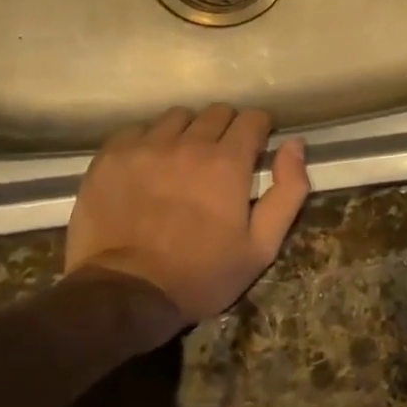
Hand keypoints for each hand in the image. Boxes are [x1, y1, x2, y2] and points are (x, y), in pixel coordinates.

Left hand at [65, 104, 311, 325]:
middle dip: (227, 130)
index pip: (252, 118)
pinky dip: (150, 141)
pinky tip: (149, 167)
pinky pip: (138, 130)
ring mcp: (145, 147)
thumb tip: (295, 144)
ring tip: (183, 161)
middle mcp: (188, 144)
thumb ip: (288, 191)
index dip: (260, 130)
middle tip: (221, 161)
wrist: (125, 294)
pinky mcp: (111, 157)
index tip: (256, 149)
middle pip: (216, 112)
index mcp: (227, 162)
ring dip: (188, 132)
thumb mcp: (262, 246)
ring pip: (177, 117)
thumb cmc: (201, 274)